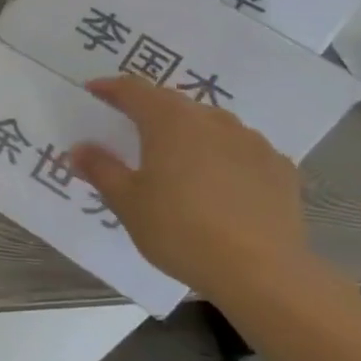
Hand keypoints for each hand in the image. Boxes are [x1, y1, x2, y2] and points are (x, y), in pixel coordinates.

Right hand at [70, 74, 315, 303]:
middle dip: (149, 109)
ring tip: (175, 156)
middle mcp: (213, 121)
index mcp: (170, 122)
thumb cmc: (180, 230)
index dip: (110, 88)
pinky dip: (223, 154)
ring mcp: (252, 142)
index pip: (134, 90)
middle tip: (129, 128)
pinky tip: (218, 181)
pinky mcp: (280, 169)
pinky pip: (241, 149)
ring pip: (211, 123)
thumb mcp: (127, 202)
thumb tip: (80, 148)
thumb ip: (101, 169)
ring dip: (188, 130)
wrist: (263, 273)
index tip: (93, 92)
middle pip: (174, 102)